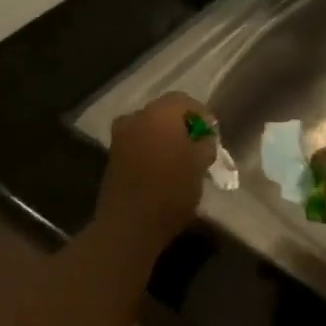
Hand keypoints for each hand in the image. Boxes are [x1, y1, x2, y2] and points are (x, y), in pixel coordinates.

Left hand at [94, 92, 217, 254]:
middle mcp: (135, 117)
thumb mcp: (200, 165)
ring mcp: (120, 137)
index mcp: (159, 113)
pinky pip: (138, 143)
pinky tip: (163, 169)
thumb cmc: (171, 190)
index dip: (202, 115)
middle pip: (164, 112)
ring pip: (149, 128)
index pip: (184, 101)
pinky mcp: (112, 156)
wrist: (130, 224)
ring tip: (182, 159)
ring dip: (165, 138)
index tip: (213, 135)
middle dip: (182, 126)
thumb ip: (205, 144)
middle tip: (198, 146)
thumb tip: (203, 138)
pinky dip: (151, 149)